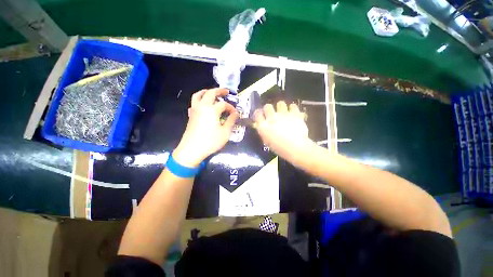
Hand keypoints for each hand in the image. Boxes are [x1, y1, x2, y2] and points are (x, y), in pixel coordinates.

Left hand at [173, 88, 237, 167]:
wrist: (191, 150)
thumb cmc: (210, 141)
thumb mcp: (225, 133)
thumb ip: (231, 121)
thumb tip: (236, 113)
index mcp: (212, 110)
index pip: (224, 104)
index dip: (231, 107)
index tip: (235, 113)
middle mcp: (202, 106)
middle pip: (210, 93)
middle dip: (219, 90)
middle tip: (226, 91)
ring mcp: (194, 110)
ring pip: (198, 95)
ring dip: (206, 92)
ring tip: (212, 93)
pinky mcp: (190, 116)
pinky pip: (193, 103)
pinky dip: (199, 100)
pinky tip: (203, 106)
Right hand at [254, 101, 311, 161]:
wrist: (295, 148)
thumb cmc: (279, 148)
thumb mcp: (267, 141)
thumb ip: (264, 131)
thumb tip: (263, 126)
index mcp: (263, 126)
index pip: (257, 113)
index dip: (258, 113)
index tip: (261, 115)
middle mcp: (272, 118)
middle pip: (267, 106)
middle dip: (268, 109)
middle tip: (272, 114)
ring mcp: (283, 114)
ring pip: (280, 103)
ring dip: (280, 107)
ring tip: (283, 112)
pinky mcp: (294, 114)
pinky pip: (293, 106)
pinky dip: (292, 108)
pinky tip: (293, 113)